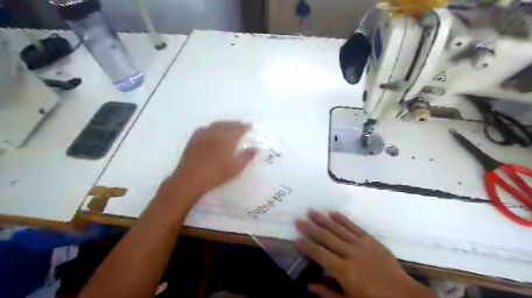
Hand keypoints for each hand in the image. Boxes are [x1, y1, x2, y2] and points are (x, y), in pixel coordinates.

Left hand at [162, 121, 256, 207]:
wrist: (190, 179)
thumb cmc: (215, 175)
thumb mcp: (235, 168)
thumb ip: (246, 157)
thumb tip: (255, 149)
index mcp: (227, 140)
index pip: (238, 129)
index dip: (245, 126)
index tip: (250, 126)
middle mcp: (215, 133)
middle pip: (227, 124)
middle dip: (236, 124)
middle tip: (241, 125)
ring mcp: (203, 135)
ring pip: (216, 125)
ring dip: (224, 124)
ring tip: (229, 126)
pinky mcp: (194, 139)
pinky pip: (204, 128)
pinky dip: (211, 127)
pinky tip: (211, 130)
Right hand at [296, 209, 435, 297]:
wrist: (403, 295)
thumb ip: (327, 294)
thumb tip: (308, 285)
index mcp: (344, 270)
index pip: (320, 254)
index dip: (307, 246)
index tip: (295, 238)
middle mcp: (350, 253)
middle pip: (327, 238)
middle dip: (311, 228)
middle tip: (298, 220)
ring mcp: (361, 244)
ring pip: (338, 228)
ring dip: (323, 219)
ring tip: (311, 211)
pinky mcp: (370, 239)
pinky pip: (354, 226)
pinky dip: (342, 219)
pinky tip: (332, 212)